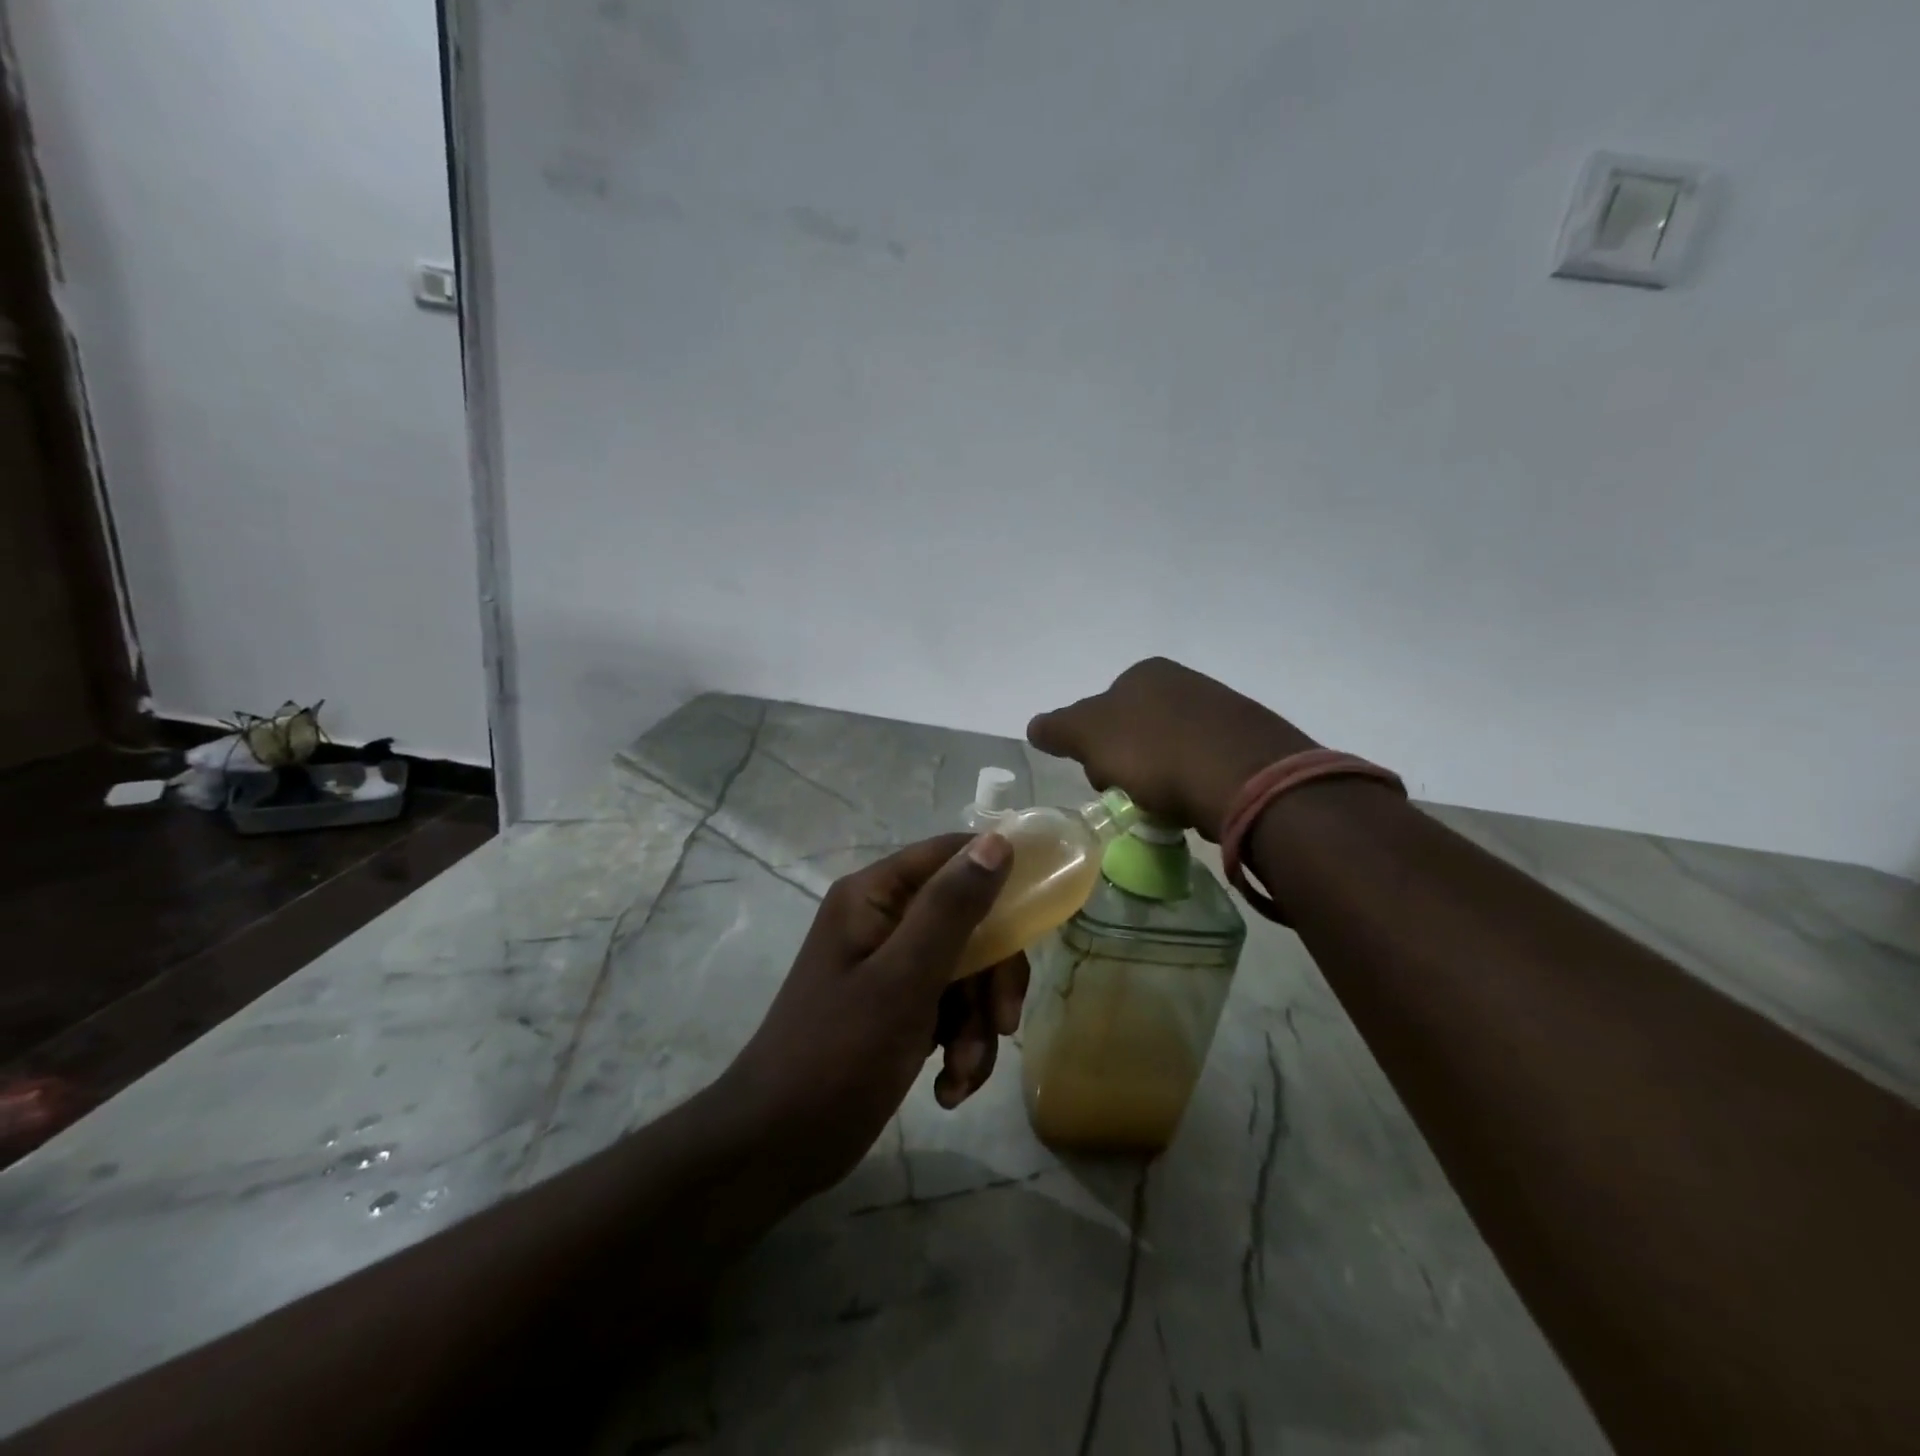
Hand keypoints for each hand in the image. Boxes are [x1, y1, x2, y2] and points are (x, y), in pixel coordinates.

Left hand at [720, 833, 1028, 1196]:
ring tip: (960, 1076)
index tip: (1038, 915)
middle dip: (991, 978)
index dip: (998, 876)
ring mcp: (889, 966)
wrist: (775, 1147)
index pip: (950, 855)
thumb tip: (998, 842)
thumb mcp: (903, 980)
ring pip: (966, 972)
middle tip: (1003, 1022)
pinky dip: (958, 1046)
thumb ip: (951, 909)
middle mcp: (882, 920)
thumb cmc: (836, 1056)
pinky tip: (948, 1089)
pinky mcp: (896, 1009)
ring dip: (976, 1025)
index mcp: (874, 896)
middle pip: (968, 921)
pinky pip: (949, 1009)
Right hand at [1028, 657, 1313, 841]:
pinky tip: (1197, 803)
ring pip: (1170, 749)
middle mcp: (1183, 681)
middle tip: (1134, 793)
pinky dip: (1194, 784)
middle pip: (1135, 731)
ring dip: (1161, 778)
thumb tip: (1034, 726)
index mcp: (1144, 673)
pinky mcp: (1249, 741)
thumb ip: (1059, 728)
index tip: (1104, 779)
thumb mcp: (1090, 736)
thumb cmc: (1154, 751)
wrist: (1243, 776)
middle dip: (1128, 764)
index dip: (1095, 749)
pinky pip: (1205, 765)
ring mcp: (1220, 709)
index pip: (1101, 712)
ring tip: (1168, 805)